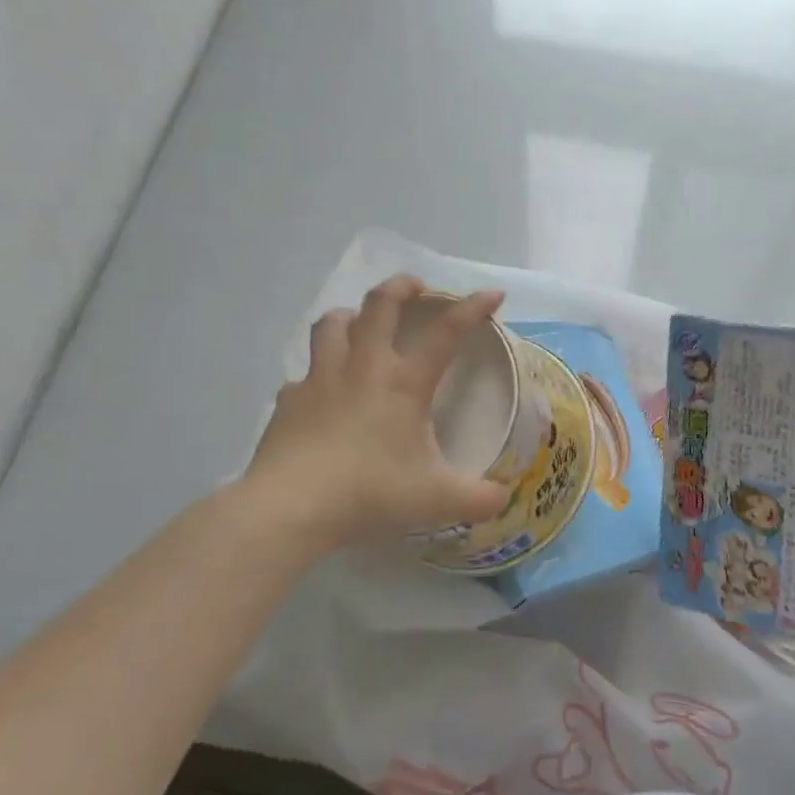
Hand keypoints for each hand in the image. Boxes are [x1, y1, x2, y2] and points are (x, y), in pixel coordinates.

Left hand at [237, 275, 511, 555]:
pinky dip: (315, 373)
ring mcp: (321, 379)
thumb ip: (479, 499)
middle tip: (416, 287)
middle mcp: (363, 368)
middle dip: (401, 286)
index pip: (447, 332)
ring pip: (332, 324)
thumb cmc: (370, 494)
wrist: (290, 508)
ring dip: (351, 315)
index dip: (472, 308)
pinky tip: (320, 391)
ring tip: (360, 323)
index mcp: (405, 383)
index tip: (492, 294)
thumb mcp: (438, 501)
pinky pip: (303, 374)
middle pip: (380, 305)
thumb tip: (505, 499)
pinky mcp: (289, 400)